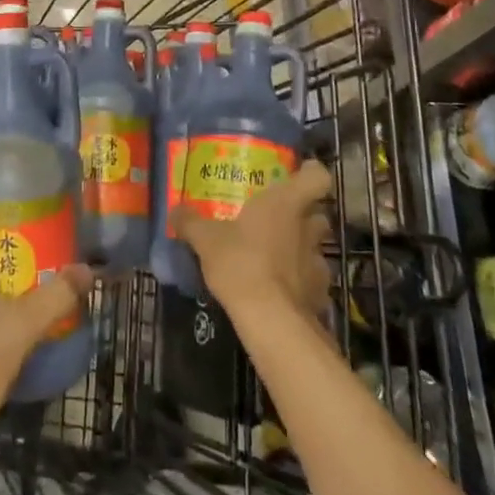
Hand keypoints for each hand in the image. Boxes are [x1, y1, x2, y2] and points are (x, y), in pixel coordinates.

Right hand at [174, 160, 332, 325]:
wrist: (271, 321)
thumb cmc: (241, 263)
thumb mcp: (206, 240)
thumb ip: (191, 222)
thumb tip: (174, 210)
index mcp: (286, 203)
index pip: (317, 176)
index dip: (310, 173)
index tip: (296, 175)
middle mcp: (307, 228)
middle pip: (318, 213)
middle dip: (303, 215)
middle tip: (278, 218)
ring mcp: (318, 262)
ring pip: (316, 247)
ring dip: (301, 248)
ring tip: (277, 256)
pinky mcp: (320, 294)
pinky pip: (313, 280)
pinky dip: (301, 281)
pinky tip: (281, 289)